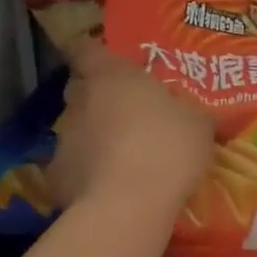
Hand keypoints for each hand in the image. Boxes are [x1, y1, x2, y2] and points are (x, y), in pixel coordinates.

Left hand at [50, 40, 214, 212]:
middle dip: (99, 98)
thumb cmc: (167, 148)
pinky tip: (112, 188)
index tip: (105, 61)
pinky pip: (74, 167)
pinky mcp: (57, 178)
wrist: (128, 207)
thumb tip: (190, 112)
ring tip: (125, 158)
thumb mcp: (198, 125)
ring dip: (96, 137)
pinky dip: (89, 173)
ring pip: (78, 130)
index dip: (93, 53)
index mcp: (112, 77)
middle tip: (128, 113)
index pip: (85, 49)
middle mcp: (81, 102)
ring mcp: (64, 140)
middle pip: (81, 89)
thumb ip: (189, 111)